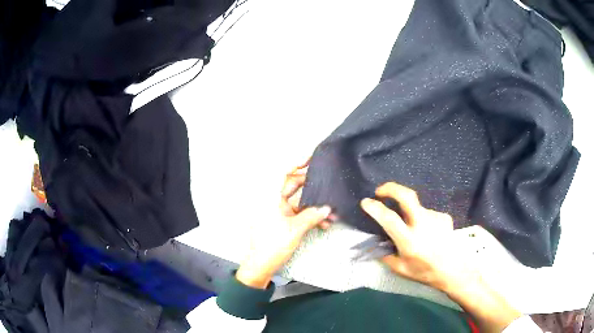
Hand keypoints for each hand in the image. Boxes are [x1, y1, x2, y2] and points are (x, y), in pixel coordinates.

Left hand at [236, 162, 331, 288]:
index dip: (295, 163)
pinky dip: (310, 217)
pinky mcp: (282, 221)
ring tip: (331, 213)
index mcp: (270, 198)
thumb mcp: (295, 229)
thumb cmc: (273, 245)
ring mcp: (278, 211)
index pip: (281, 174)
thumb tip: (327, 207)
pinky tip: (324, 223)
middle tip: (328, 186)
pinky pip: (298, 214)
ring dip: (314, 206)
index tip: (310, 158)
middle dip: (312, 188)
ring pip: (298, 202)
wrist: (261, 266)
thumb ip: (312, 216)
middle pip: (293, 186)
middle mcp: (273, 201)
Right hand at [361, 183, 521, 331]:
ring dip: (410, 214)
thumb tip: (379, 245)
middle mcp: (422, 224)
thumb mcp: (401, 269)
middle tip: (380, 191)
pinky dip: (422, 221)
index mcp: (409, 240)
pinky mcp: (444, 217)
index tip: (365, 202)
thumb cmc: (425, 272)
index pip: (389, 219)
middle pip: (407, 196)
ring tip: (415, 232)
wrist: (453, 270)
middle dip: (391, 188)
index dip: (375, 208)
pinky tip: (428, 234)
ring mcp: (435, 218)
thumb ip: (387, 256)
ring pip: (416, 208)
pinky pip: (427, 214)